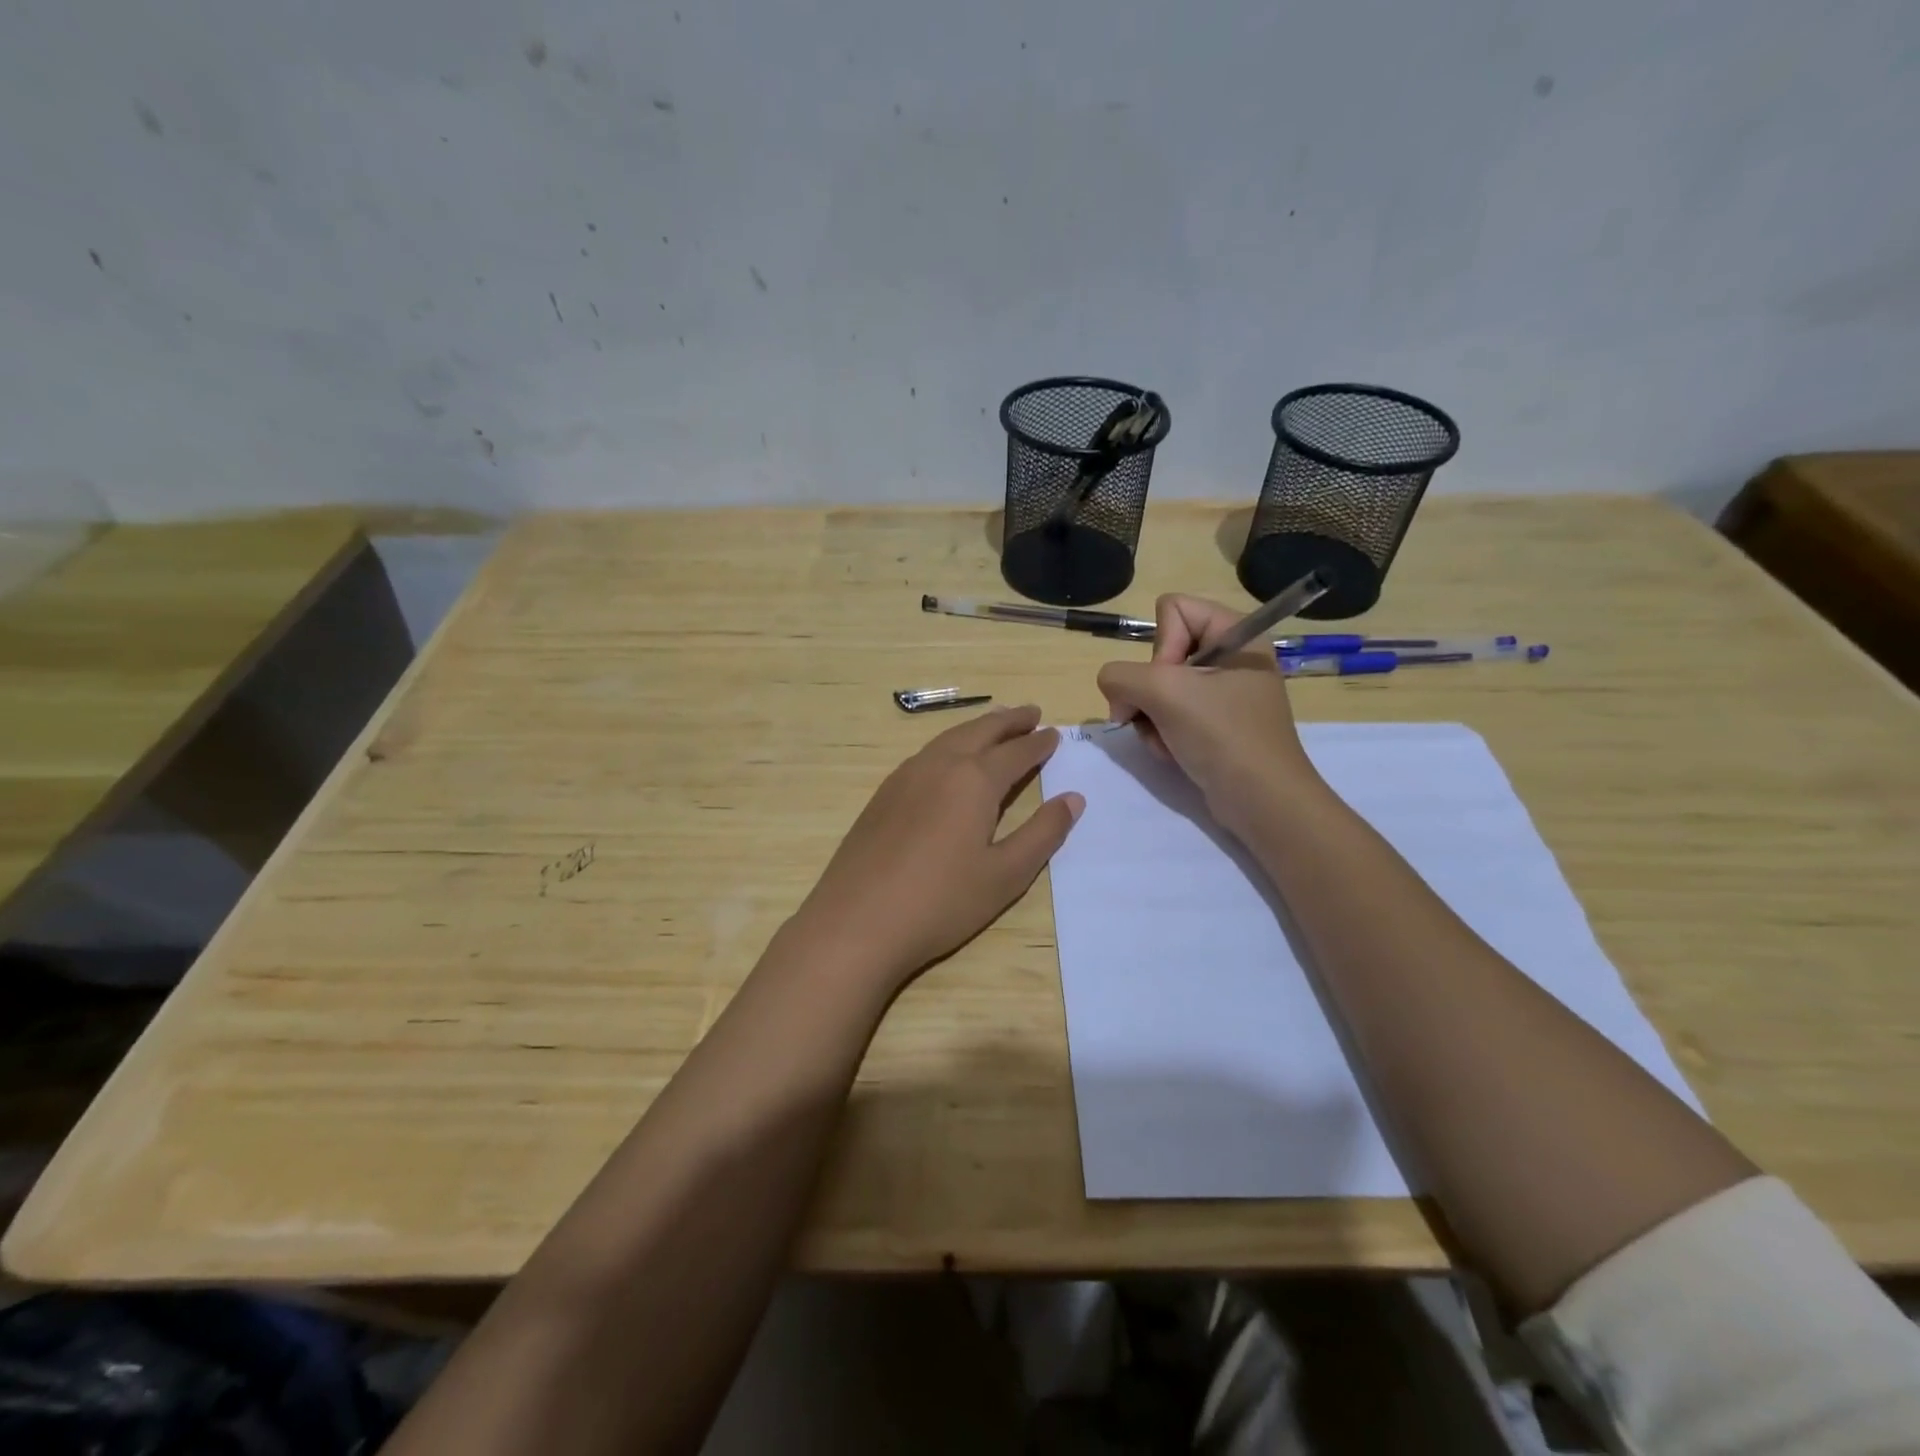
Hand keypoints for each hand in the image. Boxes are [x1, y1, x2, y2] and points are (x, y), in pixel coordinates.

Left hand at [790, 706, 1082, 989]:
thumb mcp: (1006, 874)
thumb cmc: (942, 901)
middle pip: (979, 731)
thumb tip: (1073, 798)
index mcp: (974, 780)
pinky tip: (948, 760)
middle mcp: (939, 766)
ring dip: (977, 728)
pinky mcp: (882, 795)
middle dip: (1008, 721)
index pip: (1016, 752)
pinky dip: (948, 745)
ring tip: (994, 727)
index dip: (1038, 743)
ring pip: (948, 738)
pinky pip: (925, 755)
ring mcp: (904, 777)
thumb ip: (1043, 833)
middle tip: (1031, 713)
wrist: (857, 922)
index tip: (1054, 733)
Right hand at [1096, 595, 1317, 822]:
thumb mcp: (1164, 693)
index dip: (1161, 646)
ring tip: (1166, 740)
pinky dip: (1162, 733)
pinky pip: (1171, 714)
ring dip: (1151, 717)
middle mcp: (1232, 657)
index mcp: (1237, 633)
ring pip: (1159, 687)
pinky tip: (1172, 752)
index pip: (1173, 609)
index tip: (1169, 683)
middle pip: (1163, 651)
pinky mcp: (1216, 724)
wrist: (1261, 801)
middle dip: (1149, 689)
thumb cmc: (1222, 736)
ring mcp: (1224, 693)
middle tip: (1155, 716)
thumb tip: (1115, 693)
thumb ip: (1120, 676)